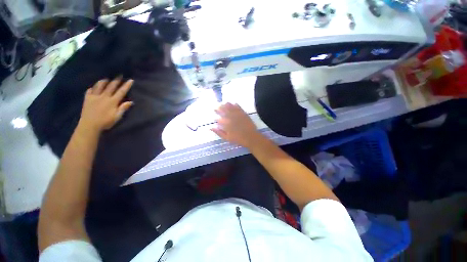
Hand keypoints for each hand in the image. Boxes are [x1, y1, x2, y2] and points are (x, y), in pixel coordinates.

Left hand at [78, 78, 133, 132]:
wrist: (89, 125)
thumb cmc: (106, 122)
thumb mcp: (117, 117)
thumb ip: (123, 108)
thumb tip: (131, 102)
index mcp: (112, 101)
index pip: (121, 91)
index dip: (126, 85)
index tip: (130, 80)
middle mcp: (104, 96)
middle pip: (111, 86)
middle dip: (116, 80)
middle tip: (119, 75)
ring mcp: (94, 97)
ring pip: (99, 86)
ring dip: (103, 81)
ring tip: (106, 79)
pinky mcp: (87, 99)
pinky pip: (89, 91)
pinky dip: (92, 88)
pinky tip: (93, 87)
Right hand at [211, 103, 260, 147]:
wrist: (251, 137)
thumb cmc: (238, 139)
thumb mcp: (227, 138)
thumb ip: (219, 132)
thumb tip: (211, 128)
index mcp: (226, 124)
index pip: (219, 119)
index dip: (216, 117)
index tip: (214, 117)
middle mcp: (230, 118)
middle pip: (223, 111)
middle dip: (219, 108)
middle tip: (216, 107)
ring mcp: (237, 115)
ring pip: (230, 108)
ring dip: (226, 105)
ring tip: (223, 103)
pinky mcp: (243, 113)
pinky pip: (238, 107)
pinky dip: (235, 105)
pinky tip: (233, 103)